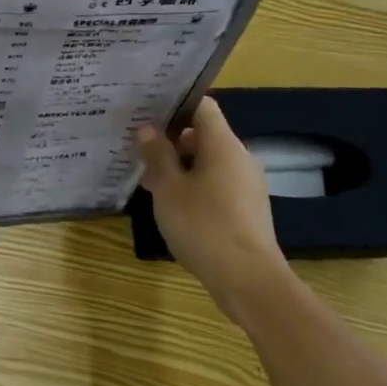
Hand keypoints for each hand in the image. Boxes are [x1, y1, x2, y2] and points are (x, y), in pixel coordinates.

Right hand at [136, 97, 290, 323]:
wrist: (249, 282)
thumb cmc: (204, 226)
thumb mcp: (168, 188)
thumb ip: (157, 155)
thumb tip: (147, 129)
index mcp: (224, 145)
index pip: (202, 106)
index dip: (175, 104)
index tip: (146, 110)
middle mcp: (240, 159)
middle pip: (204, 135)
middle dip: (171, 140)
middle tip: (138, 148)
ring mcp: (246, 186)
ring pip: (208, 162)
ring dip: (179, 166)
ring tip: (148, 179)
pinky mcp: (246, 210)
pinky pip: (216, 185)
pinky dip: (193, 186)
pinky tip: (170, 204)